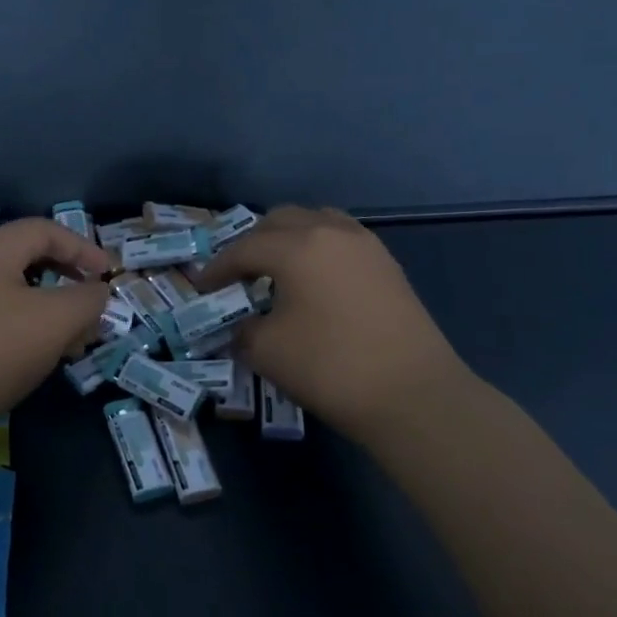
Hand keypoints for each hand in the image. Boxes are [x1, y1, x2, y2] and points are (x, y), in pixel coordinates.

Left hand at [0, 218, 111, 436]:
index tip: (109, 274)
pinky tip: (49, 353)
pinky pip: (6, 312)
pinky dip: (34, 324)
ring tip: (78, 337)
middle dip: (71, 279)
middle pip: (32, 257)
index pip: (46, 230)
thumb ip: (88, 298)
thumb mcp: (58, 319)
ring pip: (22, 289)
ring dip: (56, 307)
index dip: (83, 248)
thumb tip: (97, 291)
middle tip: (94, 302)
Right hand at [194, 207, 470, 435]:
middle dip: (252, 243)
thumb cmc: (330, 367)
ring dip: (289, 239)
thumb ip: (242, 329)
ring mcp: (365, 245)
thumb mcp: (267, 351)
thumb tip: (241, 325)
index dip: (217, 269)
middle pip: (280, 220)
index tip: (202, 288)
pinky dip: (318, 249)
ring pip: (316, 222)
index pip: (244, 248)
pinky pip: (341, 240)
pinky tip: (314, 282)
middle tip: (237, 274)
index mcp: (297, 246)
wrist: (414, 396)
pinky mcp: (387, 266)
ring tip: (277, 270)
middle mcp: (331, 232)